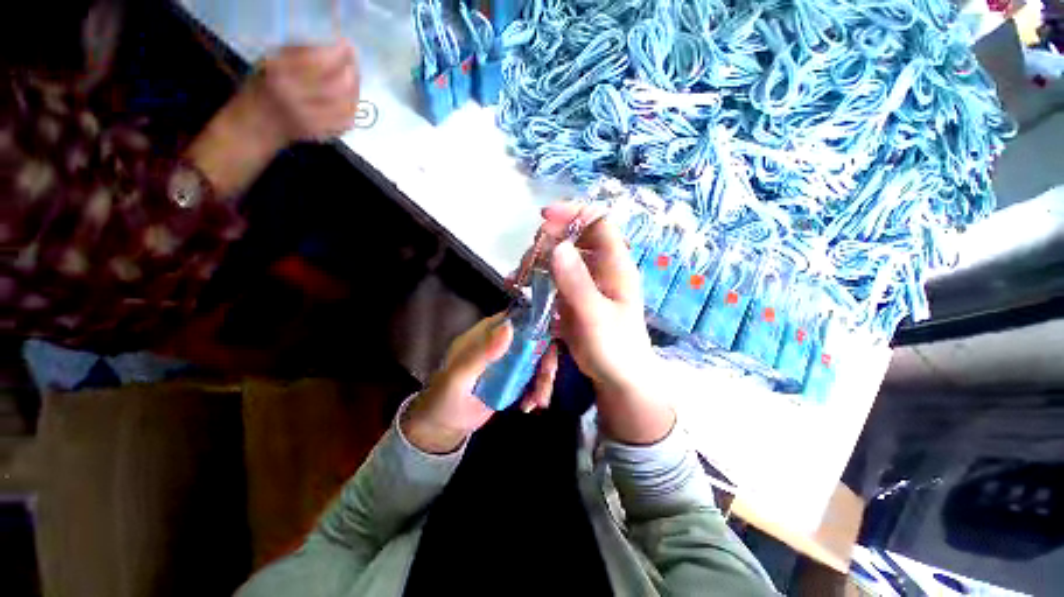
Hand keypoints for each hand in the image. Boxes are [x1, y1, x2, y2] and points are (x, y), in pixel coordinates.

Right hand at [184, 43, 359, 197]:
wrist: (253, 127)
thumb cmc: (261, 88)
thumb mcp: (270, 62)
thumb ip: (300, 54)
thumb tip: (334, 48)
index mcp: (280, 74)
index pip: (319, 62)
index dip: (339, 54)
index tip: (348, 46)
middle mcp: (296, 97)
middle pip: (338, 85)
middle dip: (352, 72)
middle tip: (354, 64)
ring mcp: (310, 120)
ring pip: (346, 106)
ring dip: (356, 91)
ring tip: (354, 80)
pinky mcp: (319, 134)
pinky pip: (346, 123)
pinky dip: (353, 110)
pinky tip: (351, 100)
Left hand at [401, 314, 558, 453]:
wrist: (445, 427)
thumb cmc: (445, 397)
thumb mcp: (459, 376)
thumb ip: (482, 353)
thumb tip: (509, 327)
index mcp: (484, 334)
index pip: (514, 317)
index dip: (535, 320)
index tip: (552, 332)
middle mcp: (500, 343)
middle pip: (534, 338)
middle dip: (546, 356)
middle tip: (547, 376)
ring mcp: (510, 361)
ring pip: (538, 359)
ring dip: (544, 379)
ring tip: (538, 400)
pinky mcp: (516, 379)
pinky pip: (535, 378)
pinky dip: (538, 391)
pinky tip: (530, 405)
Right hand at [540, 203, 674, 443]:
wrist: (618, 379)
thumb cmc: (615, 349)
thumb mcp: (595, 317)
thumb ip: (577, 283)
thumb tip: (557, 247)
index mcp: (615, 266)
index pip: (598, 222)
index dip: (573, 213)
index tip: (545, 219)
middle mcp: (600, 268)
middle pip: (573, 237)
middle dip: (546, 242)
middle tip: (526, 262)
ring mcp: (585, 282)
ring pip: (558, 257)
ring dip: (536, 262)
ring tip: (517, 278)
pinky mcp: (572, 296)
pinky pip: (552, 277)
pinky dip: (535, 279)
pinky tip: (520, 288)